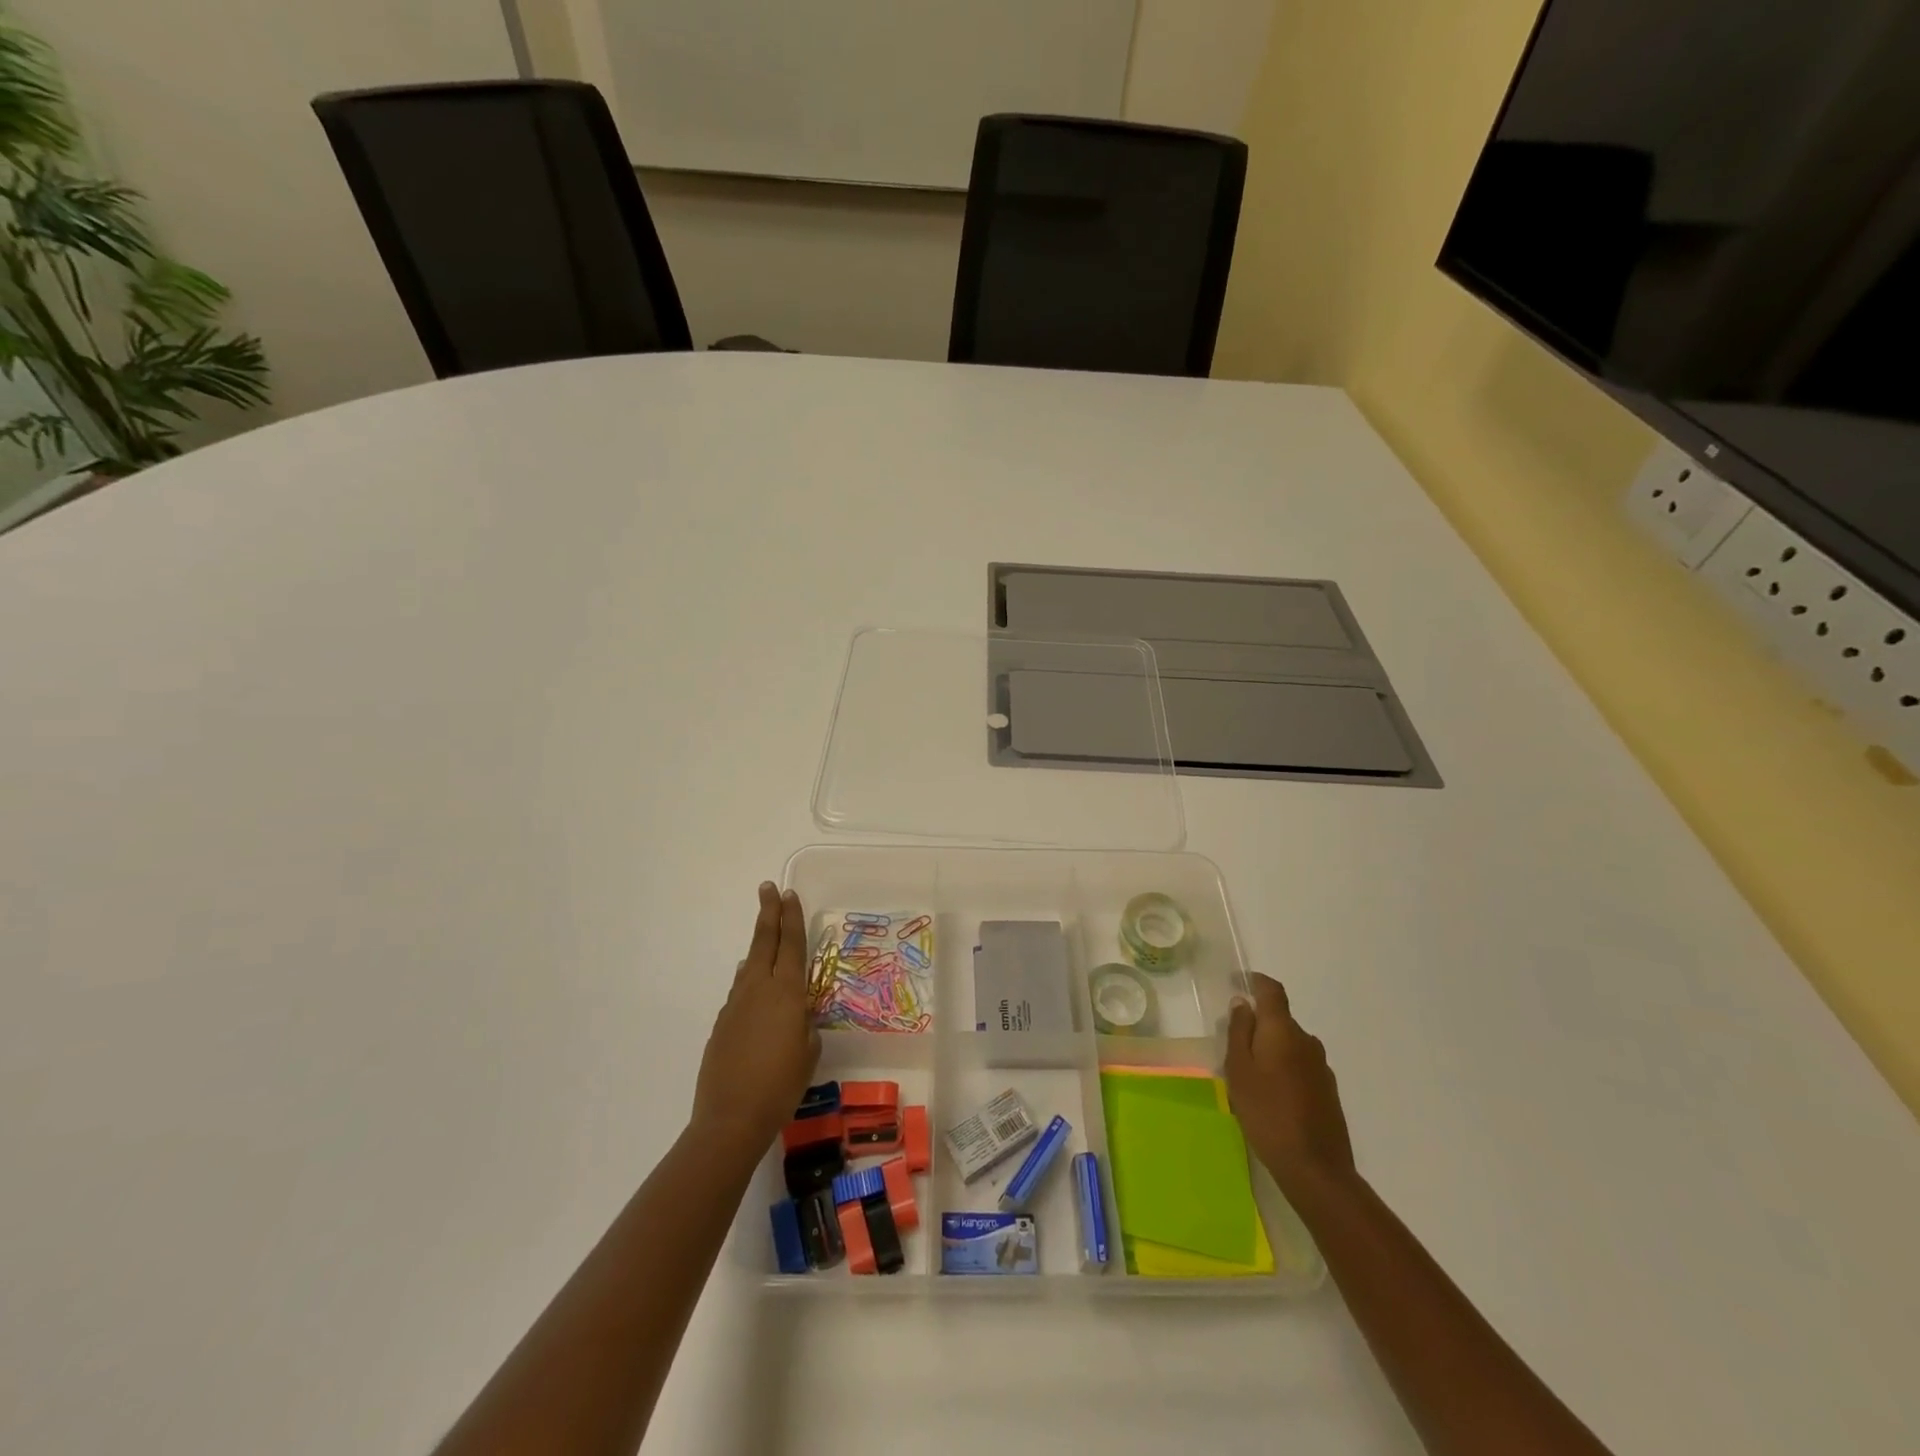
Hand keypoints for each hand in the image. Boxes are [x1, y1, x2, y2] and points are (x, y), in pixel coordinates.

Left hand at [692, 883, 820, 1149]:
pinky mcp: (722, 1024)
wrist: (731, 1118)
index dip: (791, 918)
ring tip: (766, 935)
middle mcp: (759, 989)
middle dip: (769, 914)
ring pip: (750, 965)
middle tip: (769, 888)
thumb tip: (795, 1011)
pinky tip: (751, 986)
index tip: (788, 894)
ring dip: (759, 947)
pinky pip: (740, 991)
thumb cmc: (782, 1085)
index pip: (792, 945)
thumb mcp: (808, 1052)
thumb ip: (805, 1024)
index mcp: (787, 993)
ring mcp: (736, 1005)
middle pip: (764, 942)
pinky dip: (748, 980)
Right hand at [1226, 973, 1355, 1198]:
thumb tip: (1243, 1003)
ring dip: (1272, 1050)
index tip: (1238, 982)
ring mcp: (1321, 1067)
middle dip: (1258, 1024)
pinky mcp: (1328, 1091)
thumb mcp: (1238, 1070)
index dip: (1255, 981)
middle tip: (1234, 1046)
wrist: (1315, 1168)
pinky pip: (1300, 1066)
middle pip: (1280, 1019)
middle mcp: (1307, 1041)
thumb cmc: (1267, 1112)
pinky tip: (1272, 1096)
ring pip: (1290, 1044)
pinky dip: (1284, 1069)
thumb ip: (1239, 1031)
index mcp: (1283, 1030)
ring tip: (1251, 1076)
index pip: (1272, 990)